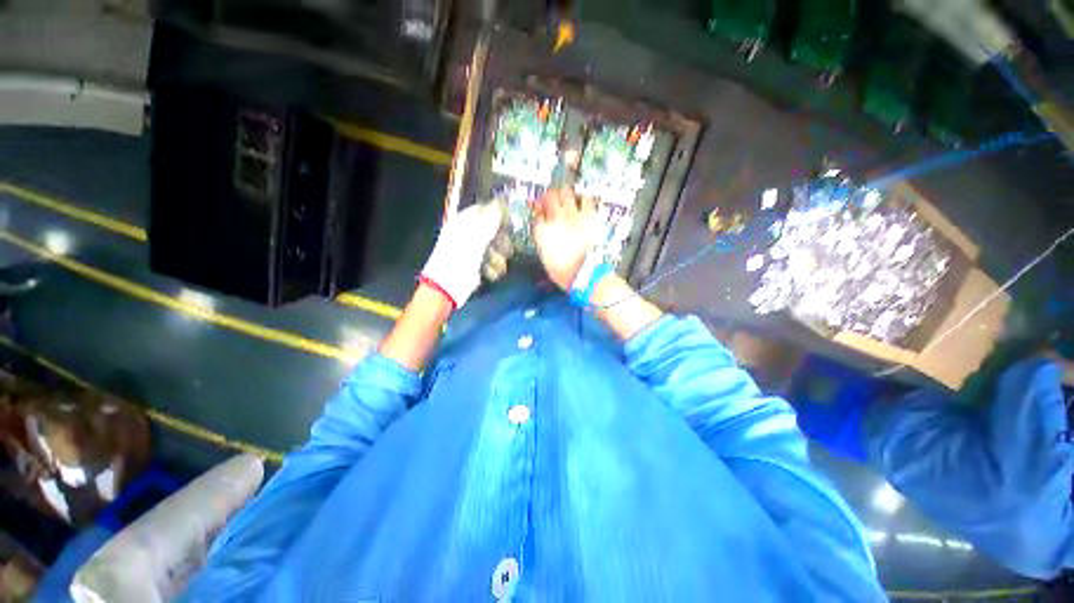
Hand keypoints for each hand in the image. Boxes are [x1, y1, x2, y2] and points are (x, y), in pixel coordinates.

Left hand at [421, 202, 502, 308]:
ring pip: (495, 248)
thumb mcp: (475, 236)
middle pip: (493, 230)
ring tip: (494, 264)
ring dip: (498, 257)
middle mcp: (468, 233)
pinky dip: (493, 268)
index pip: (484, 209)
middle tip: (504, 247)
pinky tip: (489, 273)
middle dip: (501, 240)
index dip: (497, 213)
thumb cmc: (458, 258)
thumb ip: (490, 219)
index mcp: (463, 221)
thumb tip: (502, 202)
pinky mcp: (477, 265)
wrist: (446, 287)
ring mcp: (472, 250)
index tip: (510, 221)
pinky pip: (492, 262)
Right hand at [533, 189, 600, 290]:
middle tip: (554, 203)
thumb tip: (545, 231)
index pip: (537, 212)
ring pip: (565, 192)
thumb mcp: (546, 257)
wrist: (583, 273)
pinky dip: (583, 199)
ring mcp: (572, 214)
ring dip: (565, 196)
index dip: (539, 211)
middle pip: (549, 197)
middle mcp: (555, 218)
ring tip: (568, 201)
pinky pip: (586, 198)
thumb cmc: (562, 271)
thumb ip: (544, 240)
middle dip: (550, 198)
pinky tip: (583, 204)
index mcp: (542, 230)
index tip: (542, 213)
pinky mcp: (589, 215)